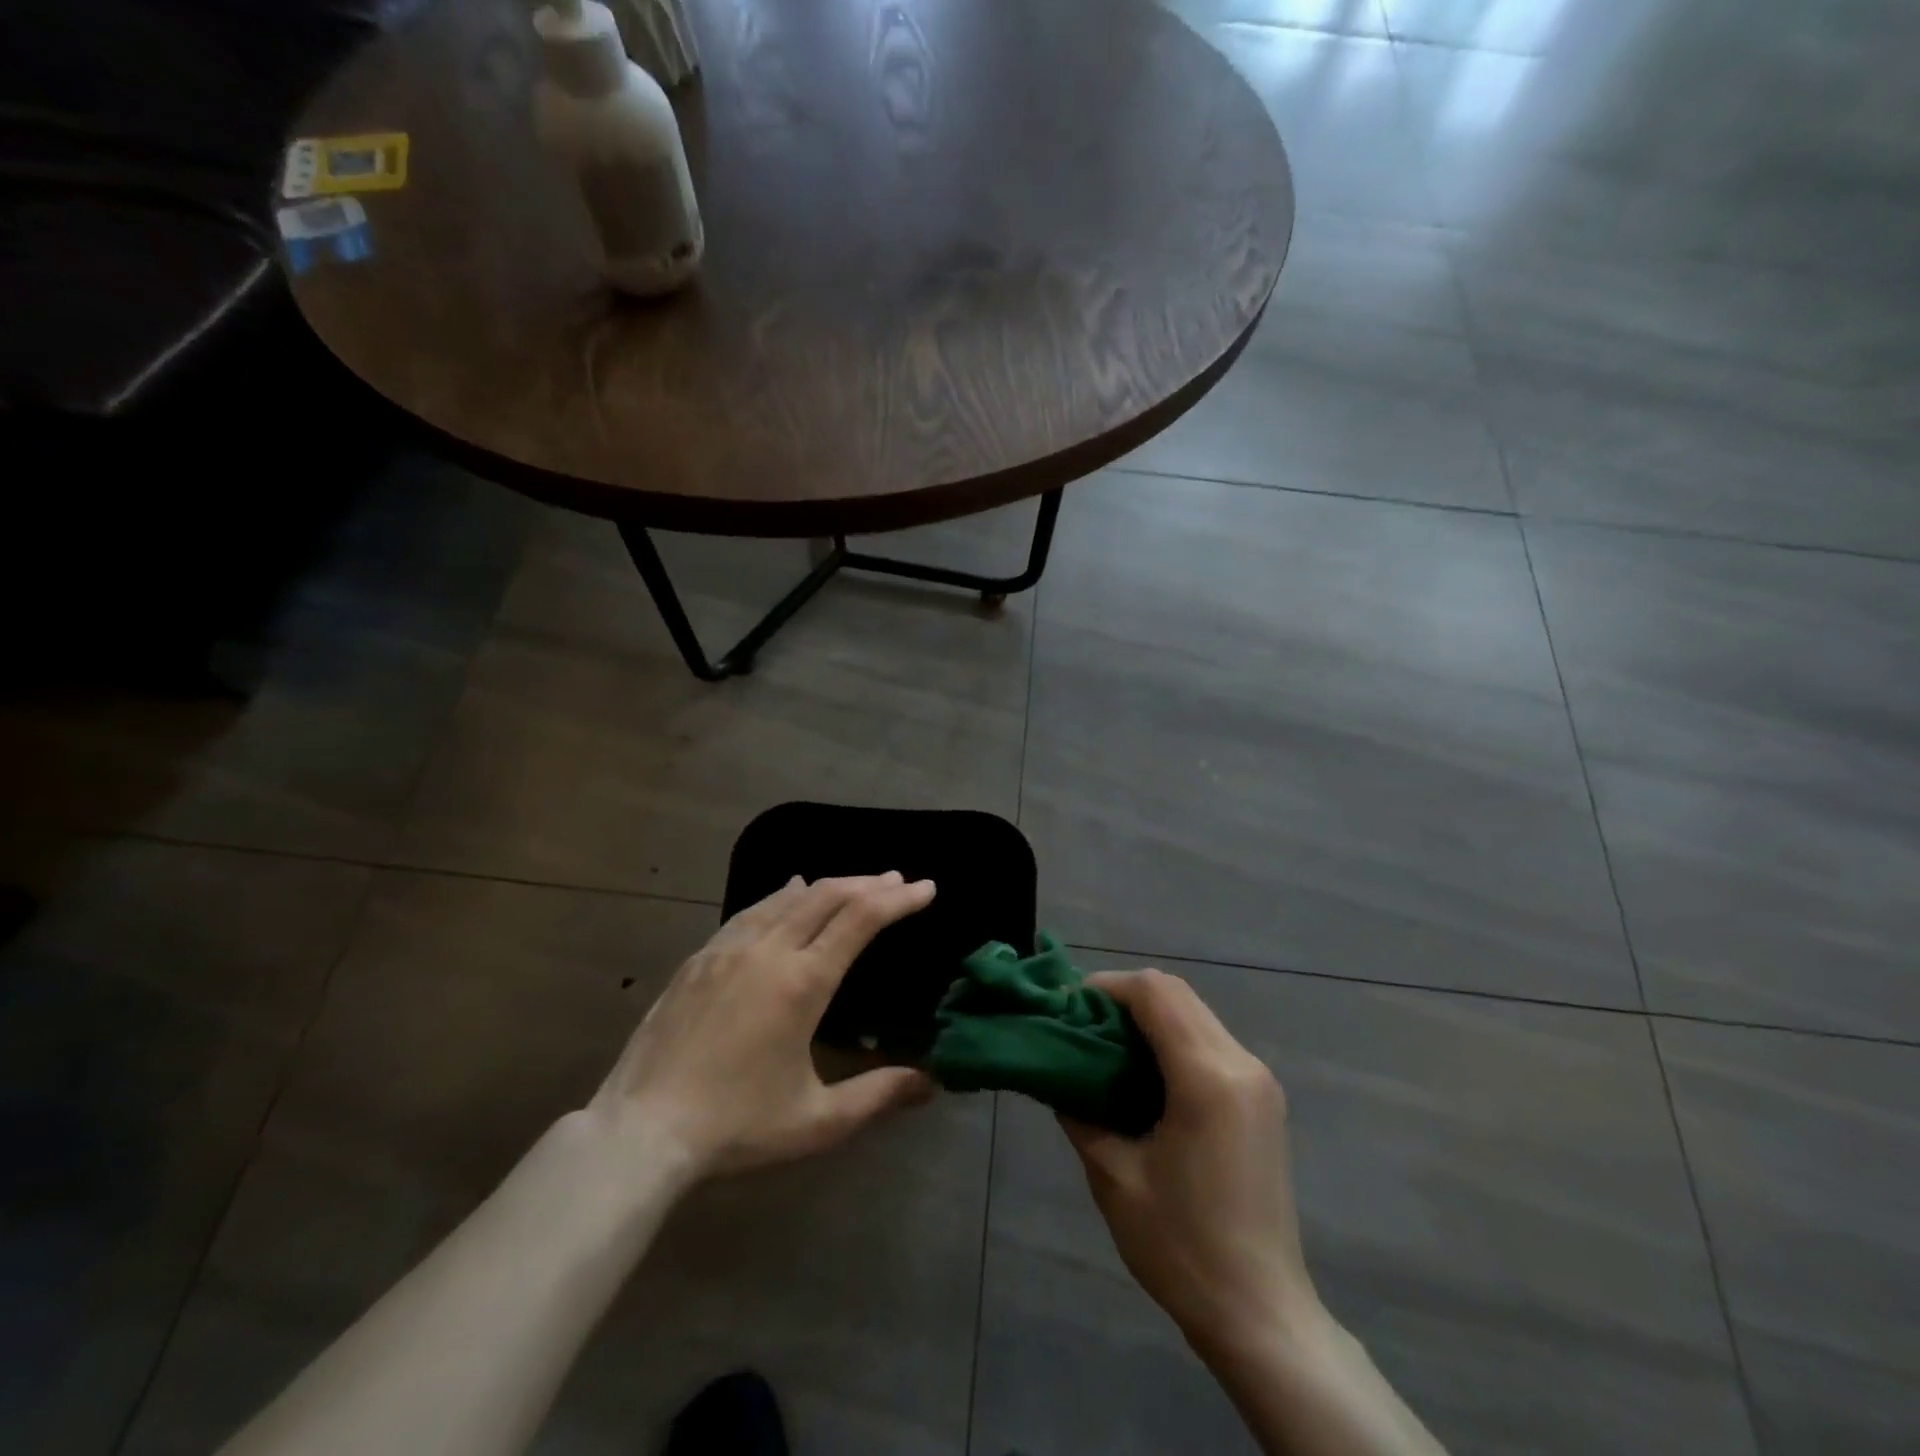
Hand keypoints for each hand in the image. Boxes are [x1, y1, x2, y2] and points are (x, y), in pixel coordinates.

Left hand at [590, 873, 937, 1179]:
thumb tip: (931, 1082)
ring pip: (787, 897)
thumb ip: (878, 1095)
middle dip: (868, 883)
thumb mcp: (817, 1122)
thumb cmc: (736, 1126)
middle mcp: (768, 951)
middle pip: (827, 895)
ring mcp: (728, 949)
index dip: (898, 899)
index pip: (861, 919)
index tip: (926, 888)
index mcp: (803, 983)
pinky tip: (787, 893)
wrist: (640, 1131)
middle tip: (897, 881)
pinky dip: (781, 896)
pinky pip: (751, 911)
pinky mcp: (699, 958)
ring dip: (827, 885)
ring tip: (853, 884)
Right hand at [1061, 969, 1322, 1360]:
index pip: (1154, 992)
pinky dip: (1172, 1037)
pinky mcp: (1262, 1097)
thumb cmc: (1180, 1246)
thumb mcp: (1113, 1175)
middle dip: (1125, 997)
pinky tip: (1145, 1074)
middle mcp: (1241, 1063)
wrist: (1260, 1314)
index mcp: (1208, 1078)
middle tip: (1083, 1027)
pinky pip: (1209, 1040)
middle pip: (1176, 992)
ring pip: (1194, 1012)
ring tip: (1108, 1048)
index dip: (1107, 987)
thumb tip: (1057, 1071)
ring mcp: (1258, 1079)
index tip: (1070, 1009)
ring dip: (1149, 1016)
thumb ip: (1080, 1109)